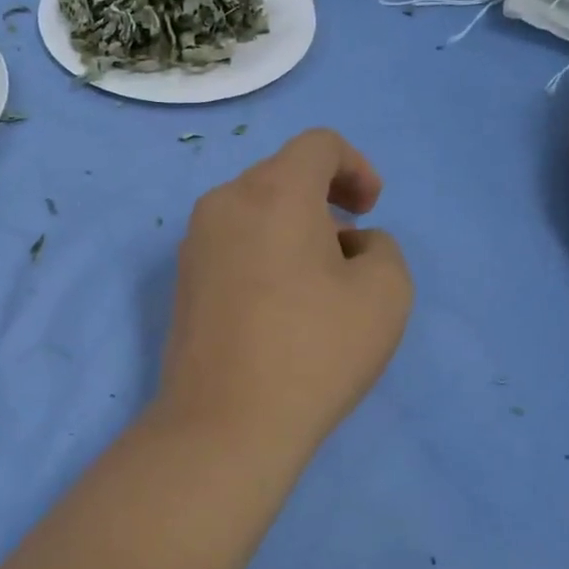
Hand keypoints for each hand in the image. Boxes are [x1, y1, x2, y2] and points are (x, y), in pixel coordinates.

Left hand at [158, 128, 412, 460]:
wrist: (226, 423)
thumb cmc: (314, 351)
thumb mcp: (386, 293)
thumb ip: (382, 249)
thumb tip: (350, 245)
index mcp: (273, 191)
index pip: (318, 145)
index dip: (356, 167)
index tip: (371, 210)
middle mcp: (224, 203)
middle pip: (282, 175)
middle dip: (324, 200)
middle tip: (349, 249)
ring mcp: (194, 243)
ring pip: (254, 211)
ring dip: (293, 228)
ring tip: (317, 282)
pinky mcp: (182, 281)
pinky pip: (232, 243)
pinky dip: (263, 252)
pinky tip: (279, 304)